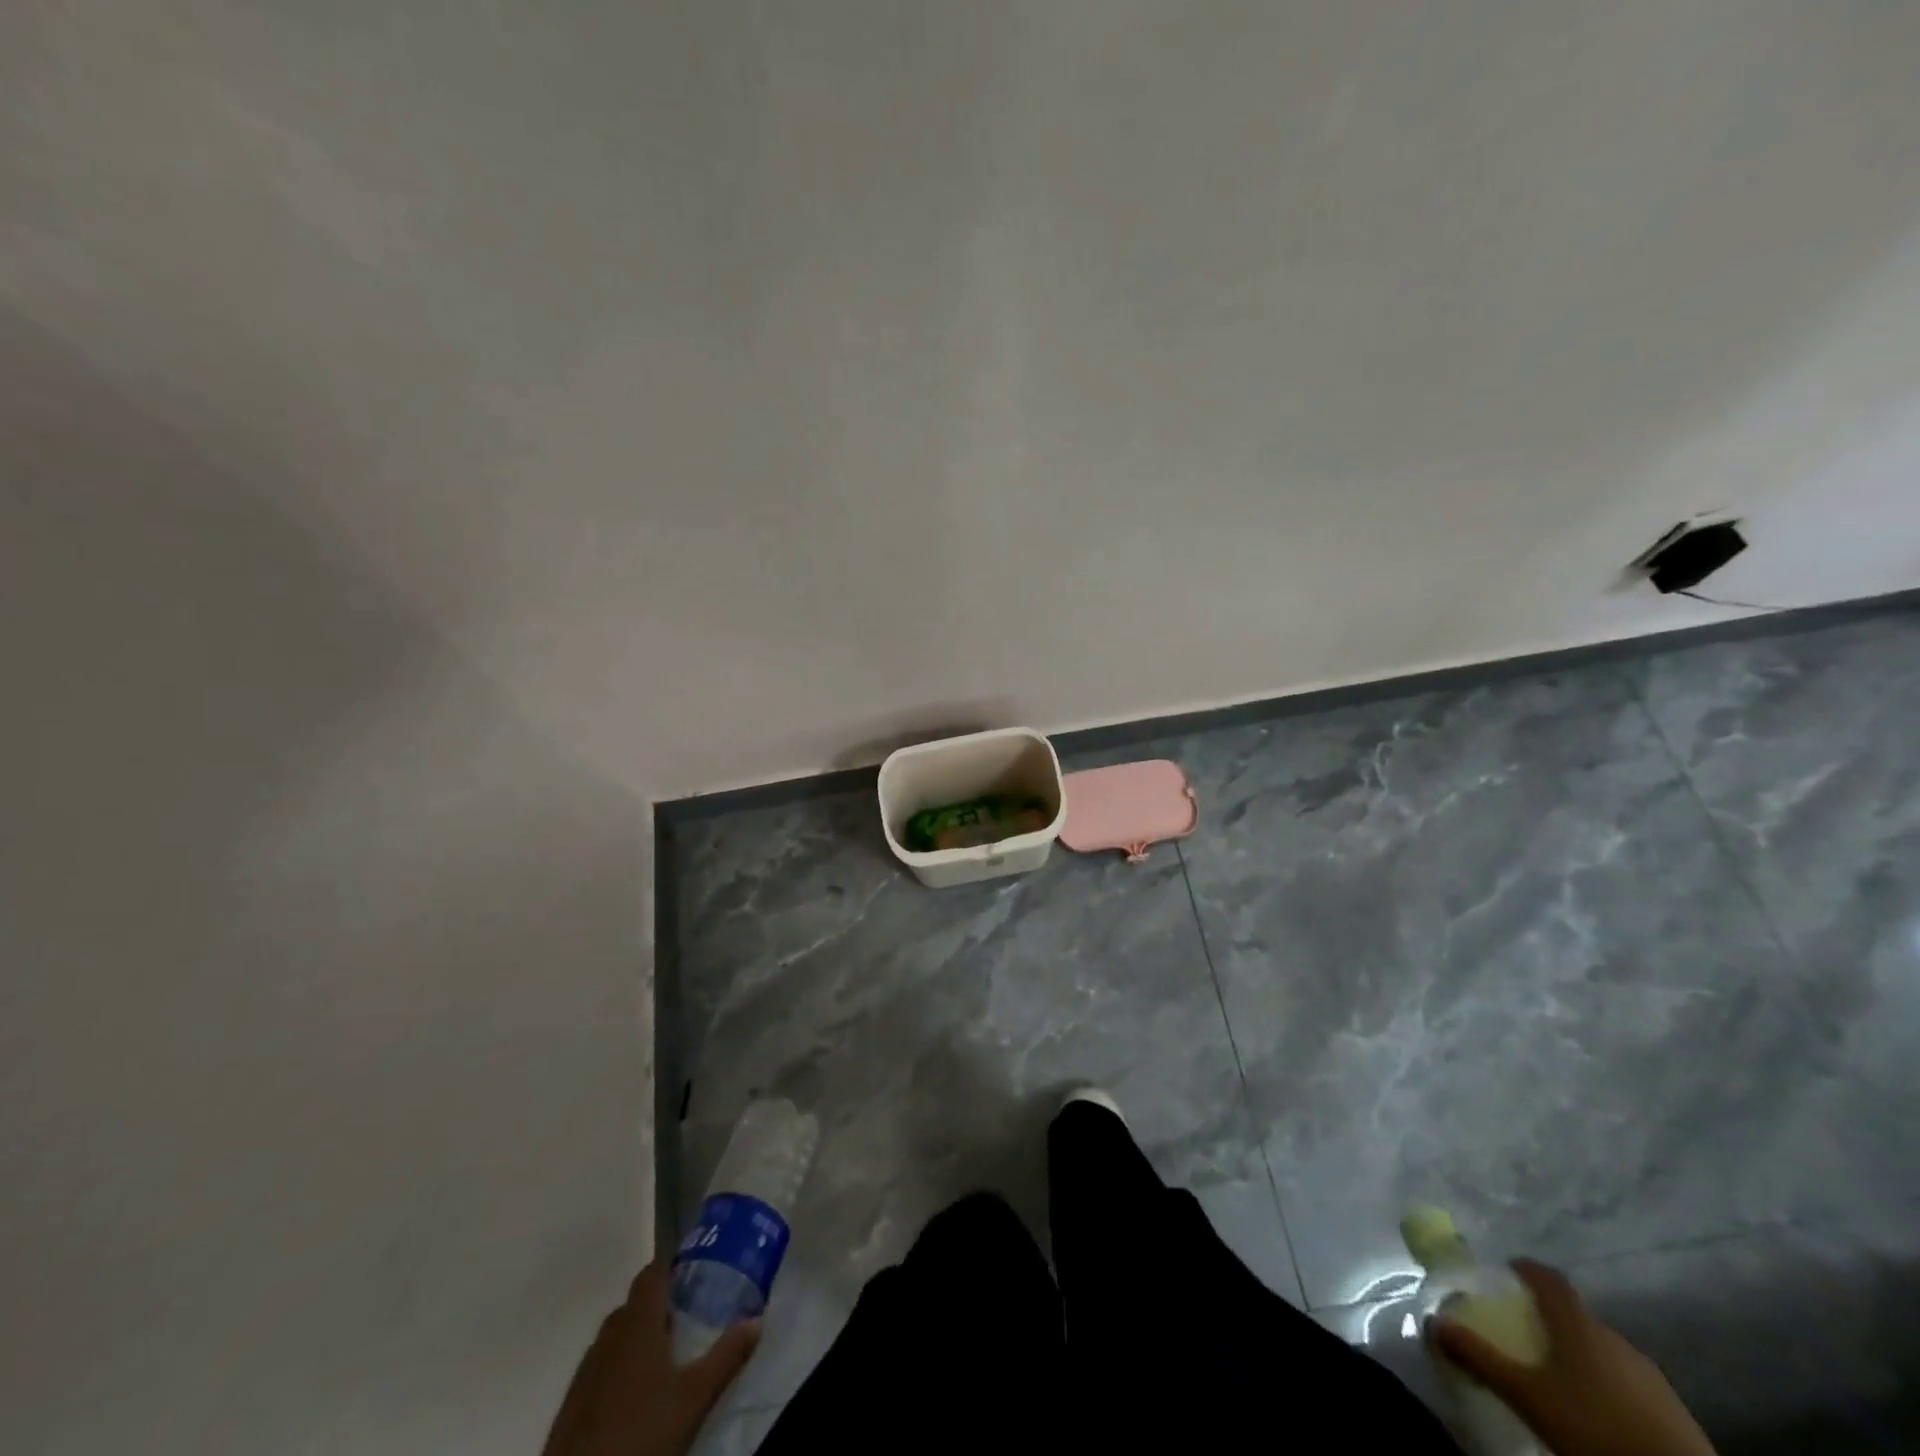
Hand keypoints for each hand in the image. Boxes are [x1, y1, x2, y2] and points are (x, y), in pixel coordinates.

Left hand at [541, 1262, 759, 1455]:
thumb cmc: (642, 1433)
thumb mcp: (695, 1397)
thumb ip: (727, 1355)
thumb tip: (757, 1319)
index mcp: (638, 1324)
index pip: (651, 1274)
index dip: (671, 1266)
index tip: (694, 1270)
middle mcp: (609, 1337)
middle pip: (634, 1304)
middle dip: (659, 1304)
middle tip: (689, 1315)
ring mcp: (586, 1371)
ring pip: (615, 1336)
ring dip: (638, 1335)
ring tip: (666, 1353)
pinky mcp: (572, 1404)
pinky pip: (600, 1367)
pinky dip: (619, 1366)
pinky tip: (636, 1393)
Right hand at [1429, 1259, 1714, 1455]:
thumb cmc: (1595, 1428)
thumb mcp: (1527, 1396)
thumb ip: (1479, 1356)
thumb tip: (1432, 1320)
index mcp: (1578, 1324)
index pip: (1548, 1277)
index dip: (1526, 1269)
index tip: (1506, 1272)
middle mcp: (1614, 1337)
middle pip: (1575, 1315)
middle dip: (1549, 1319)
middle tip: (1523, 1333)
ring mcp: (1650, 1374)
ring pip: (1603, 1350)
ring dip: (1579, 1354)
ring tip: (1558, 1378)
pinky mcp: (1675, 1410)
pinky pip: (1628, 1381)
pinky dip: (1606, 1384)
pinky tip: (1598, 1411)